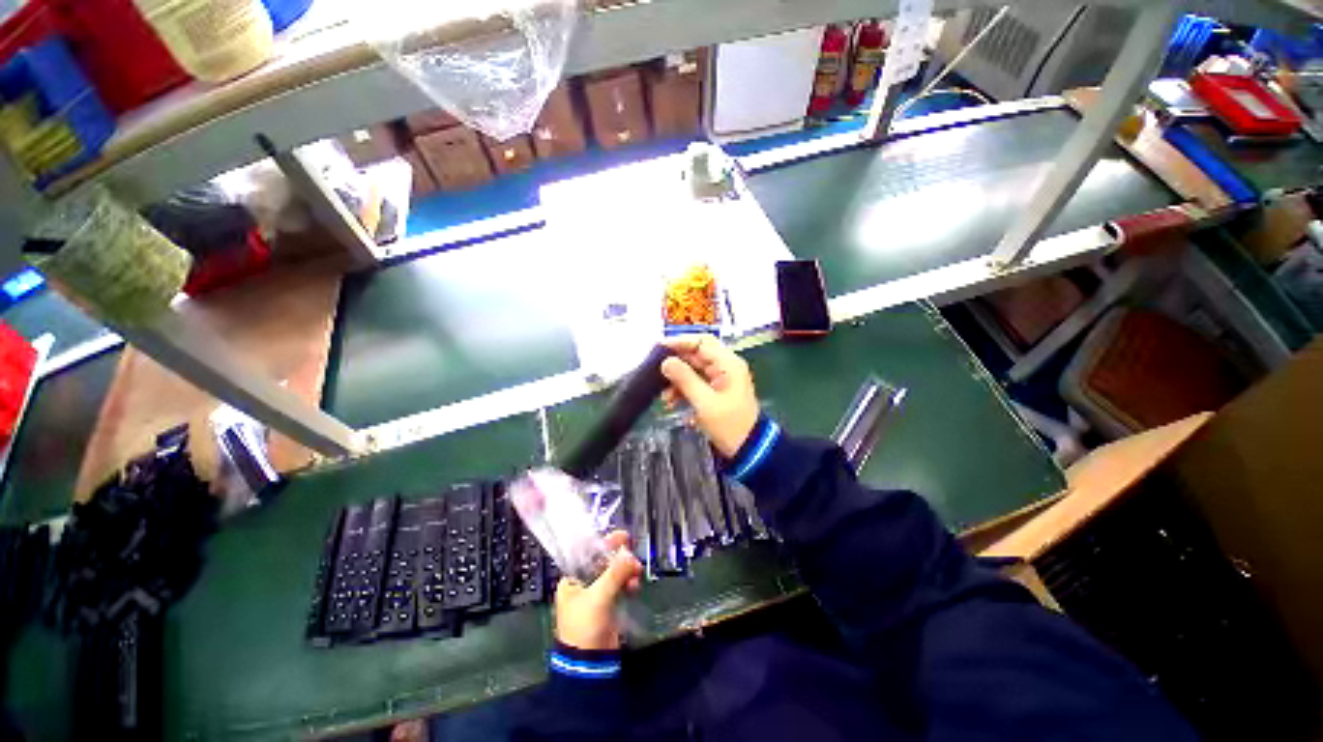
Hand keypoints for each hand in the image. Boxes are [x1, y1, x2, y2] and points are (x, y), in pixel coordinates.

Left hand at [554, 530, 642, 650]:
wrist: (590, 665)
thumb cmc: (584, 627)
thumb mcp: (598, 597)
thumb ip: (614, 574)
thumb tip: (629, 554)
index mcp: (572, 580)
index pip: (589, 554)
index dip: (606, 544)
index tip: (623, 536)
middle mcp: (582, 585)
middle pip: (604, 563)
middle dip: (620, 560)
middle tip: (634, 559)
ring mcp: (596, 595)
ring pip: (614, 574)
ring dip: (626, 572)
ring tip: (636, 574)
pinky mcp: (607, 606)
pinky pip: (619, 587)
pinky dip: (627, 584)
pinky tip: (634, 586)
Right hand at [660, 335, 759, 457]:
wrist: (748, 449)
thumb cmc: (729, 425)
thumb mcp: (704, 403)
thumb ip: (685, 379)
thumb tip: (665, 362)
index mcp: (728, 364)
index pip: (702, 342)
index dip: (680, 342)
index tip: (659, 348)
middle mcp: (725, 367)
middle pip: (696, 355)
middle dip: (676, 364)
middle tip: (656, 372)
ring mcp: (721, 378)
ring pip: (694, 370)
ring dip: (678, 380)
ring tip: (665, 397)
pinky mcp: (716, 391)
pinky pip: (696, 382)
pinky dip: (684, 389)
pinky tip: (672, 402)